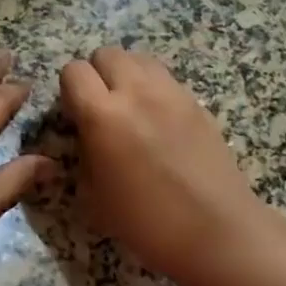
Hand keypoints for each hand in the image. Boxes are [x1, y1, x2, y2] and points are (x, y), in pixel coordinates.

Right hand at [59, 46, 269, 285]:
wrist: (215, 232)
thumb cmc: (146, 222)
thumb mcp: (94, 195)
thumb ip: (84, 152)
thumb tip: (87, 134)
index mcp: (102, 115)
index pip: (73, 71)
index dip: (69, 89)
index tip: (75, 114)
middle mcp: (136, 92)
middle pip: (106, 53)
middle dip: (97, 74)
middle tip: (102, 107)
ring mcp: (170, 93)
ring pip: (138, 58)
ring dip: (127, 74)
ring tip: (130, 107)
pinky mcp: (196, 102)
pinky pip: (165, 77)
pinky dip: (153, 87)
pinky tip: (158, 120)